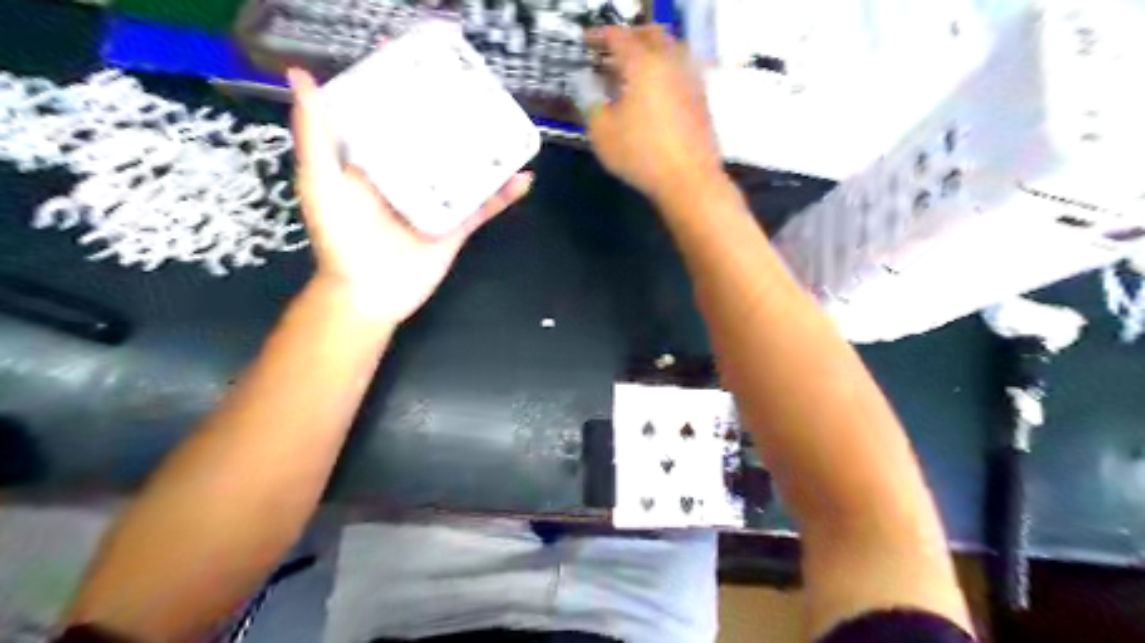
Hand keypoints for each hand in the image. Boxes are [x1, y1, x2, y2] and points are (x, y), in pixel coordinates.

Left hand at [290, 67, 535, 325]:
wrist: (369, 295)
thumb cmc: (341, 239)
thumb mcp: (321, 183)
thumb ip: (316, 135)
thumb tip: (303, 77)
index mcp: (377, 160)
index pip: (392, 115)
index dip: (404, 87)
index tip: (421, 57)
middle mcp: (410, 176)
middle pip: (436, 138)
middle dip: (454, 114)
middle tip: (478, 87)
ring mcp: (437, 201)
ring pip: (466, 169)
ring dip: (488, 151)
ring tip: (508, 126)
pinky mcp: (457, 226)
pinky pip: (484, 207)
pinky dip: (504, 195)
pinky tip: (523, 178)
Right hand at [586, 25, 718, 202]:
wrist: (688, 179)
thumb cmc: (640, 155)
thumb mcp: (602, 134)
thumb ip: (591, 104)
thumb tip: (589, 88)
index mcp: (643, 64)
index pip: (618, 37)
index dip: (598, 37)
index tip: (586, 44)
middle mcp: (670, 62)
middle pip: (650, 34)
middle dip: (628, 38)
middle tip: (611, 53)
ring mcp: (690, 79)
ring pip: (670, 50)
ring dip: (650, 52)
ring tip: (633, 72)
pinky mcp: (701, 99)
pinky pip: (681, 71)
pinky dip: (664, 71)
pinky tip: (654, 93)